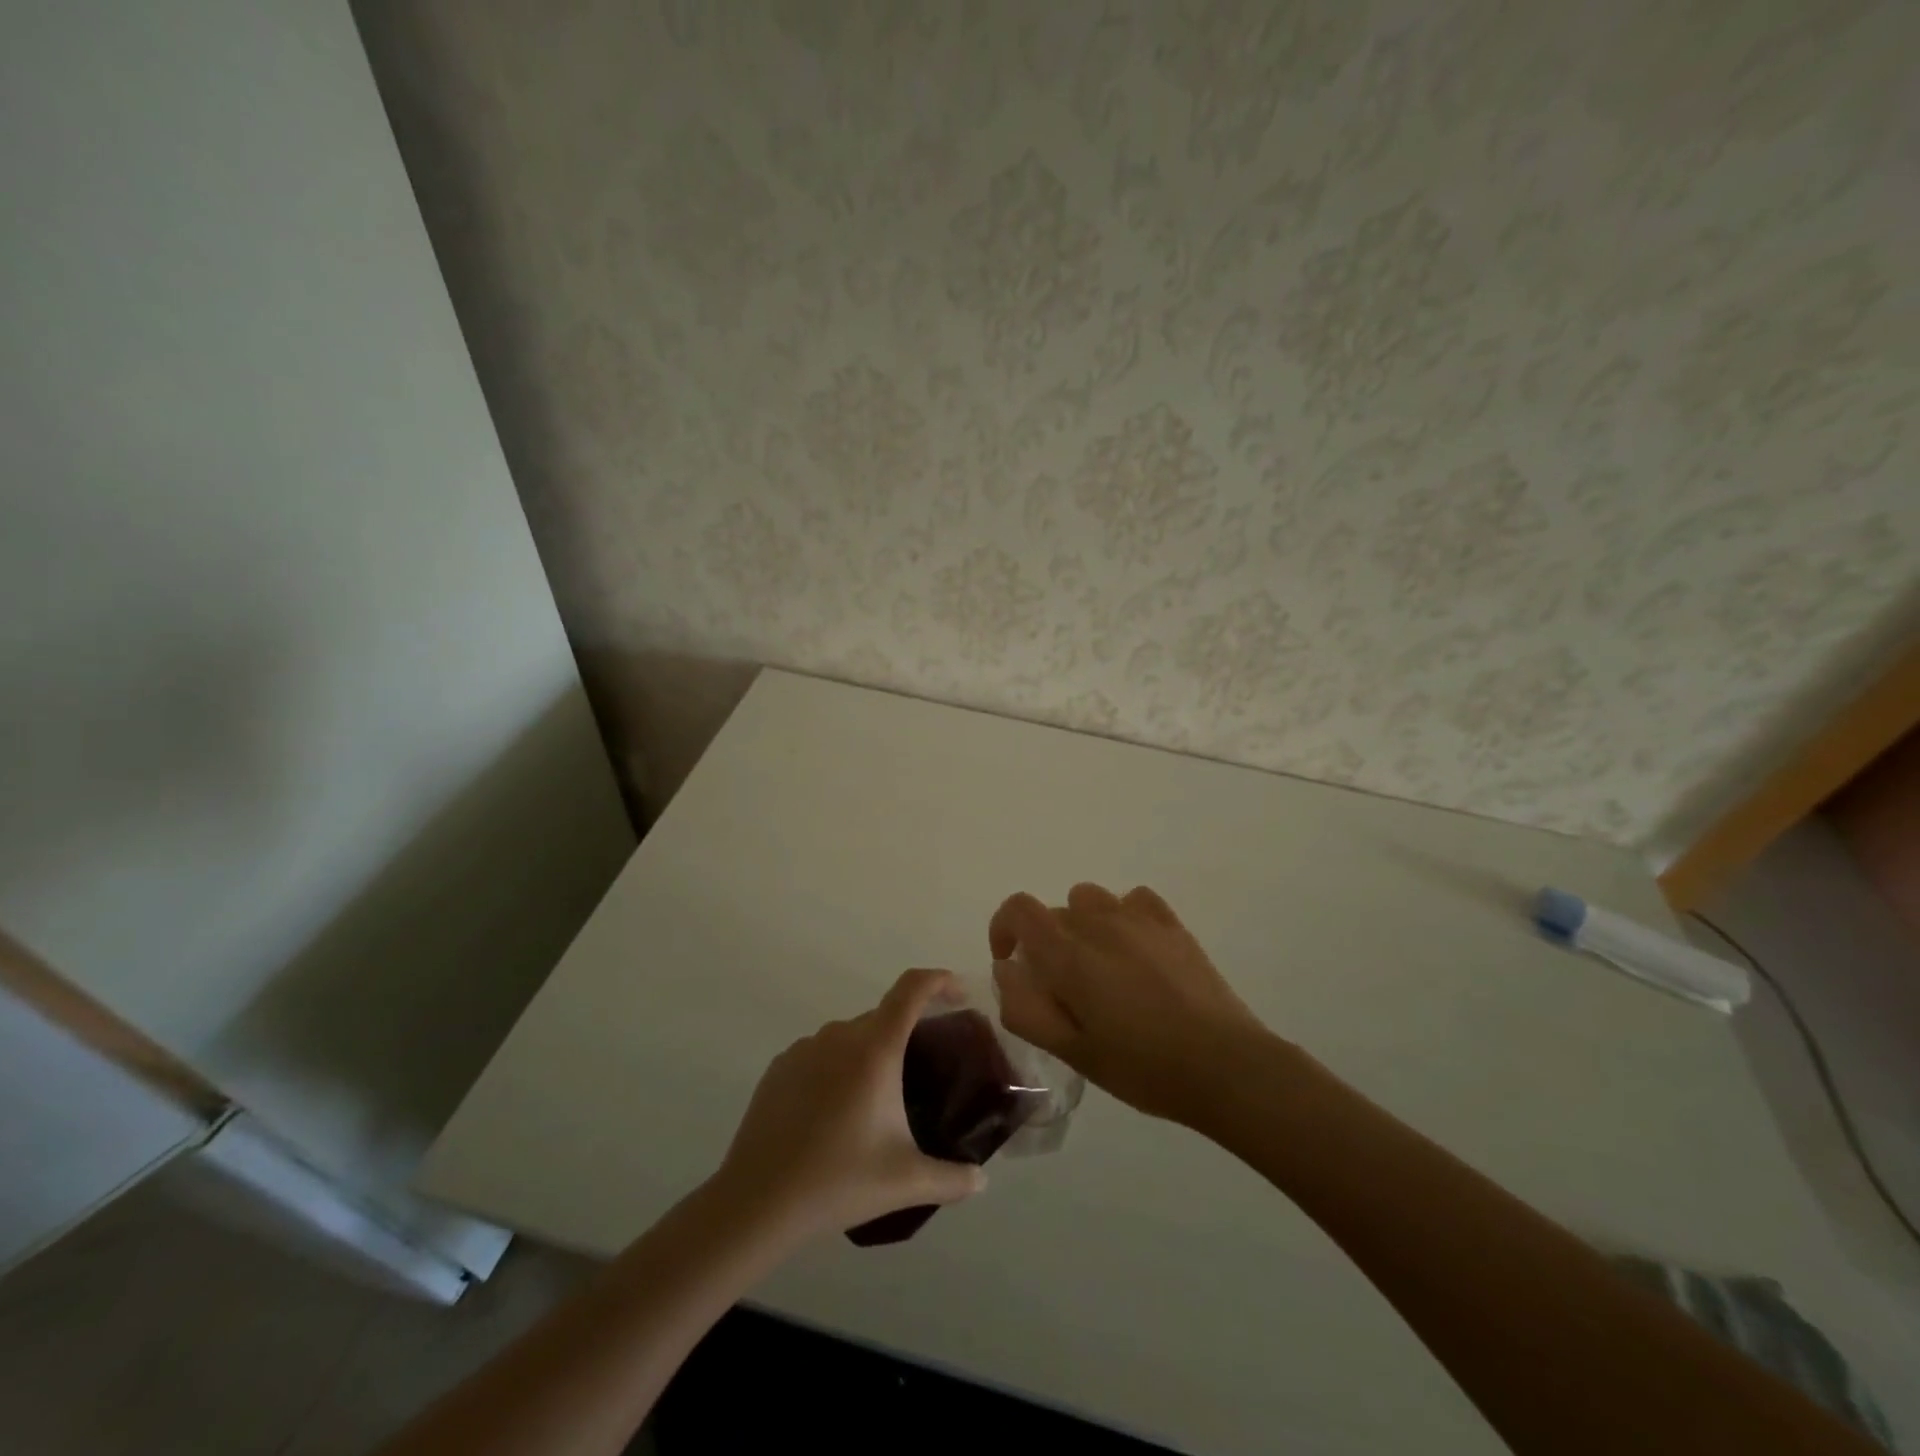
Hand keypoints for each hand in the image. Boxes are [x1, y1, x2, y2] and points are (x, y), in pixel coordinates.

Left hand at [714, 968, 985, 1241]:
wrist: (757, 1202)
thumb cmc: (838, 1181)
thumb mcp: (906, 1181)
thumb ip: (953, 1178)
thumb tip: (982, 1180)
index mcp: (875, 1048)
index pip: (912, 989)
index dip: (940, 981)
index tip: (960, 995)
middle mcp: (840, 1035)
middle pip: (884, 1016)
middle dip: (909, 1032)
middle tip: (925, 1070)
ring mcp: (805, 1048)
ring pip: (850, 1036)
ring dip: (871, 1054)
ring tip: (879, 1100)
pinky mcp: (780, 1067)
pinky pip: (821, 1054)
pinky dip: (838, 1069)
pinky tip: (837, 1113)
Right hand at [991, 883, 1269, 1124]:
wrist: (1224, 1065)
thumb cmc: (1142, 1066)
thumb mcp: (1073, 1052)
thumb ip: (1026, 1009)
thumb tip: (1007, 970)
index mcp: (1068, 953)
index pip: (1019, 909)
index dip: (1004, 927)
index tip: (1012, 962)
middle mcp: (1098, 922)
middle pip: (1055, 913)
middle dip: (1046, 944)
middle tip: (1065, 990)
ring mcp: (1138, 918)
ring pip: (1090, 900)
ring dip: (1082, 926)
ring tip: (1100, 967)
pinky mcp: (1171, 923)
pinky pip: (1132, 899)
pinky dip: (1122, 916)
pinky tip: (1135, 949)